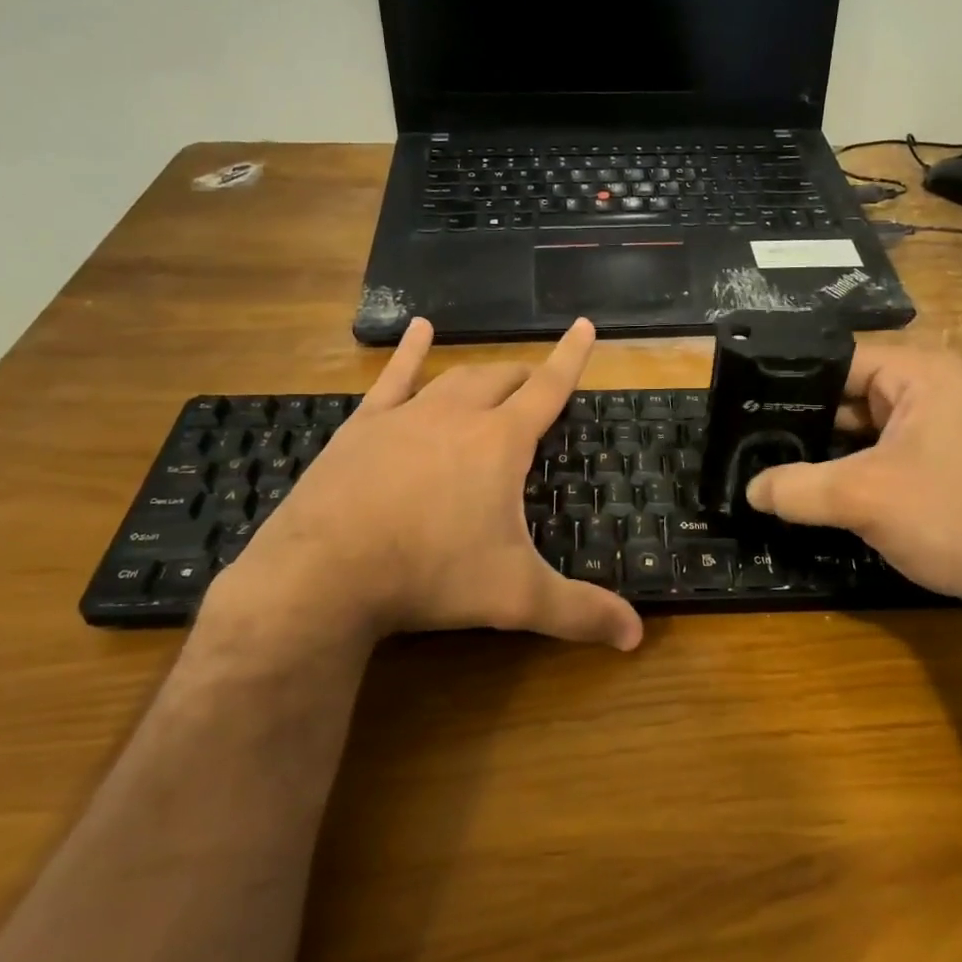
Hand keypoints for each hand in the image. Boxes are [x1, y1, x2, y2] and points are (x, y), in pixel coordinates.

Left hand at [211, 317, 642, 652]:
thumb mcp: (515, 597)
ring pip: (454, 378)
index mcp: (500, 442)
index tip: (583, 325)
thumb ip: (580, 613)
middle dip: (526, 378)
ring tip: (495, 374)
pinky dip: (410, 353)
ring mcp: (405, 416)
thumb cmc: (431, 575)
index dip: (571, 358)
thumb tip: (636, 637)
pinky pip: (393, 379)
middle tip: (538, 388)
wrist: (325, 572)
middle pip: (501, 380)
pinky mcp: (363, 427)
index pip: (548, 387)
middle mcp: (457, 415)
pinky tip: (419, 331)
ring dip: (480, 373)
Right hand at [743, 345, 961, 609]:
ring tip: (768, 463)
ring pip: (862, 428)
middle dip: (802, 419)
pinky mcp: (941, 463)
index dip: (787, 381)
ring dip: (823, 449)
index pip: (835, 360)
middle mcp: (930, 389)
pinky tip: (813, 488)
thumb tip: (749, 489)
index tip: (743, 405)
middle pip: (847, 393)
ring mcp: (938, 427)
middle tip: (747, 440)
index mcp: (918, 372)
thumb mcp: (862, 498)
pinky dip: (849, 469)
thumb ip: (796, 488)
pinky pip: (881, 453)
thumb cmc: (953, 517)